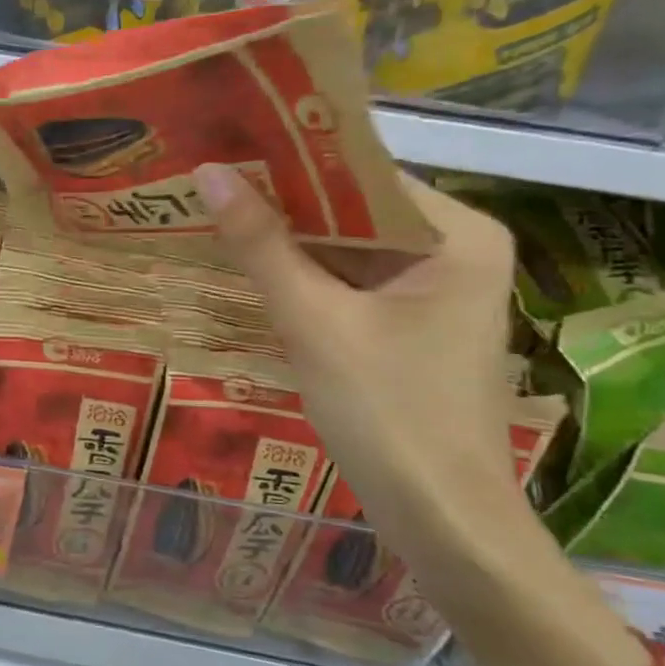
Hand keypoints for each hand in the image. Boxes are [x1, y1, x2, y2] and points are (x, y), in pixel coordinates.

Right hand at [194, 163, 524, 544]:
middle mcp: (455, 249)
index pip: (362, 175)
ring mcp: (434, 289)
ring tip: (214, 211)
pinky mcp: (410, 323)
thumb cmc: (387, 411)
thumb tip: (208, 171)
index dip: (290, 161)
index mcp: (457, 235)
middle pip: (355, 210)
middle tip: (208, 179)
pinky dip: (304, 277)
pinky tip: (248, 264)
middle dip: (283, 203)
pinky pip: (349, 282)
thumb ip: (261, 245)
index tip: (225, 147)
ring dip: (288, 240)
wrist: (438, 517)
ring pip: (347, 248)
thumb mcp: (314, 321)